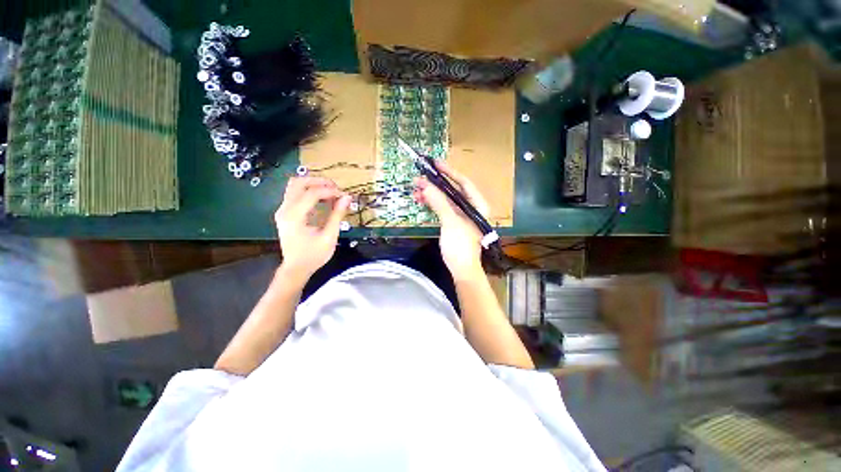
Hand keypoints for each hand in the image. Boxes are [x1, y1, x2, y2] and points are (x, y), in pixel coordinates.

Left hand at [275, 177, 350, 279]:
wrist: (296, 268)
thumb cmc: (313, 255)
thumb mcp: (329, 236)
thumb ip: (337, 215)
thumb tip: (347, 197)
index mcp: (294, 216)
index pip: (311, 193)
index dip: (330, 191)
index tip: (344, 195)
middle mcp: (284, 209)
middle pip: (298, 182)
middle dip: (319, 182)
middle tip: (336, 189)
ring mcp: (283, 210)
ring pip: (295, 186)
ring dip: (313, 185)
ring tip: (331, 193)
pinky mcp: (285, 213)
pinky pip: (296, 194)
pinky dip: (310, 192)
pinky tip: (323, 200)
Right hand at [413, 162, 488, 280]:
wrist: (462, 269)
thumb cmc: (460, 245)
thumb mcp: (450, 222)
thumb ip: (439, 202)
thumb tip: (425, 185)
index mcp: (477, 205)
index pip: (464, 183)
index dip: (450, 172)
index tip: (436, 164)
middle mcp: (471, 207)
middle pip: (453, 190)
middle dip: (436, 184)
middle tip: (419, 178)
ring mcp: (461, 215)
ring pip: (445, 199)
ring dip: (431, 194)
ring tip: (415, 190)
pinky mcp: (453, 223)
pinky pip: (442, 208)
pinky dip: (432, 204)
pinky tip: (421, 201)